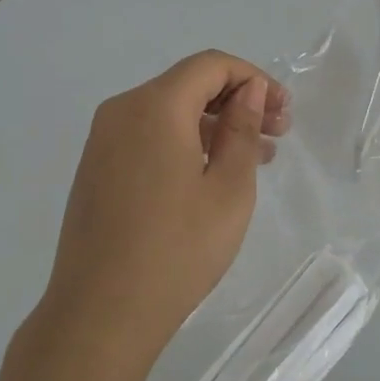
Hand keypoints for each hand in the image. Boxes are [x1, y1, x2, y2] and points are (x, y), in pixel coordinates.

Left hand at [38, 50, 291, 374]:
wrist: (99, 315)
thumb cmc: (176, 250)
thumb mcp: (228, 189)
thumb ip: (242, 130)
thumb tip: (250, 91)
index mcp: (154, 106)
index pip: (211, 65)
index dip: (254, 79)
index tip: (284, 113)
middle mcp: (122, 111)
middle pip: (188, 84)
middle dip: (237, 102)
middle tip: (278, 135)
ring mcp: (103, 141)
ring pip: (169, 112)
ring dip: (214, 125)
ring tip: (256, 159)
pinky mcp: (96, 169)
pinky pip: (148, 136)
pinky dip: (185, 142)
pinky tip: (211, 175)